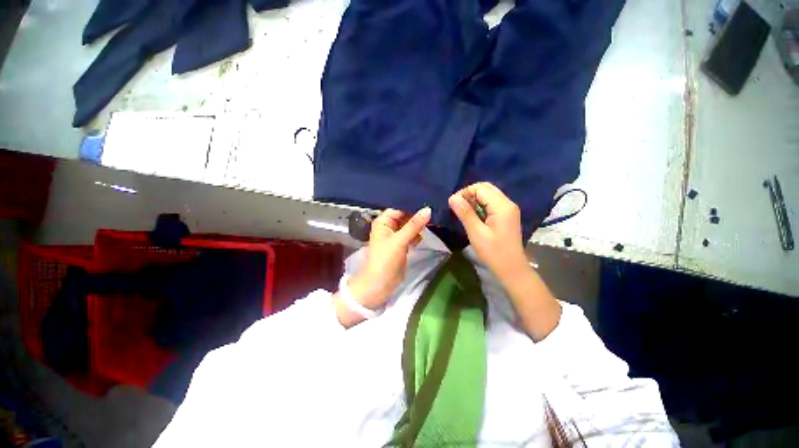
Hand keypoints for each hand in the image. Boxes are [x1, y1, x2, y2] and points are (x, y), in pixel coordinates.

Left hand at [346, 207, 431, 309]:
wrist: (379, 285)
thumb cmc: (385, 260)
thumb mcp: (399, 241)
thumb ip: (414, 225)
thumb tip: (428, 209)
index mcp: (383, 221)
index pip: (400, 207)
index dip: (413, 205)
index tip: (430, 200)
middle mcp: (389, 226)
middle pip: (406, 216)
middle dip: (418, 214)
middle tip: (436, 209)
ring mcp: (396, 236)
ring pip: (410, 226)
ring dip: (420, 224)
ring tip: (435, 219)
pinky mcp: (402, 245)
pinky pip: (412, 235)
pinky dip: (419, 234)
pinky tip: (428, 233)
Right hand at [449, 183, 560, 340]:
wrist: (511, 268)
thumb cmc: (493, 252)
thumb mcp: (476, 232)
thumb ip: (465, 213)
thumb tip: (452, 198)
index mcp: (502, 206)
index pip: (480, 188)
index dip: (465, 193)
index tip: (453, 204)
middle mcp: (507, 203)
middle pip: (486, 188)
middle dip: (469, 194)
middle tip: (458, 207)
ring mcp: (508, 208)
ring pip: (488, 194)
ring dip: (474, 199)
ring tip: (464, 212)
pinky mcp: (507, 215)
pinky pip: (491, 203)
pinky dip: (480, 205)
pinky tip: (474, 216)